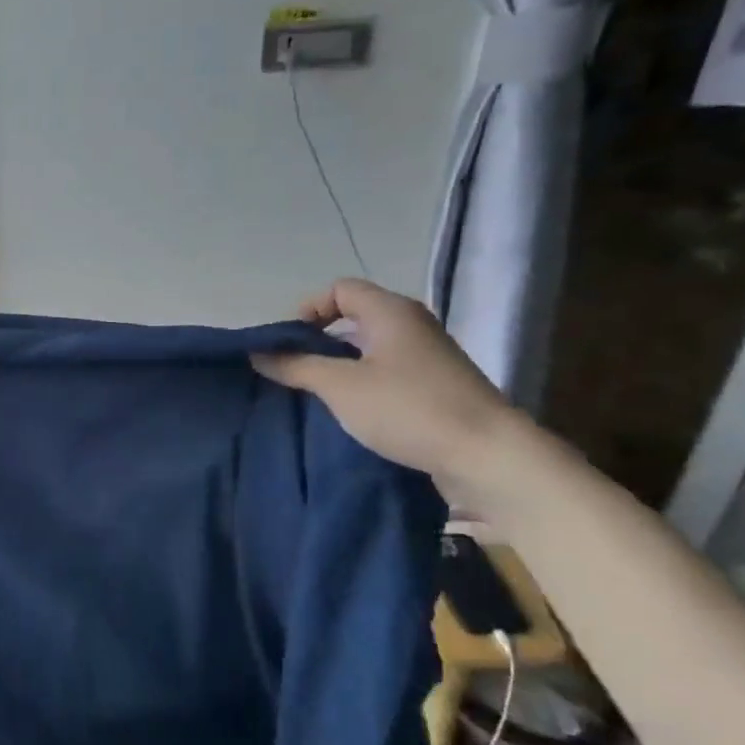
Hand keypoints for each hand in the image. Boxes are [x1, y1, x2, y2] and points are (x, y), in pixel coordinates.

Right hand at [251, 279, 524, 494]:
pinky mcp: (436, 388)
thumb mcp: (340, 386)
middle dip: (319, 340)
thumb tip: (258, 353)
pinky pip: (388, 373)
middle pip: (355, 317)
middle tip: (294, 369)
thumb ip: (296, 366)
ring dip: (339, 365)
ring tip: (315, 394)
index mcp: (391, 312)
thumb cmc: (407, 408)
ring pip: (370, 348)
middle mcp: (412, 326)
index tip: (287, 344)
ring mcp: (428, 358)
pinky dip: (363, 384)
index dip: (308, 309)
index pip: (340, 289)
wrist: (486, 455)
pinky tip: (350, 411)